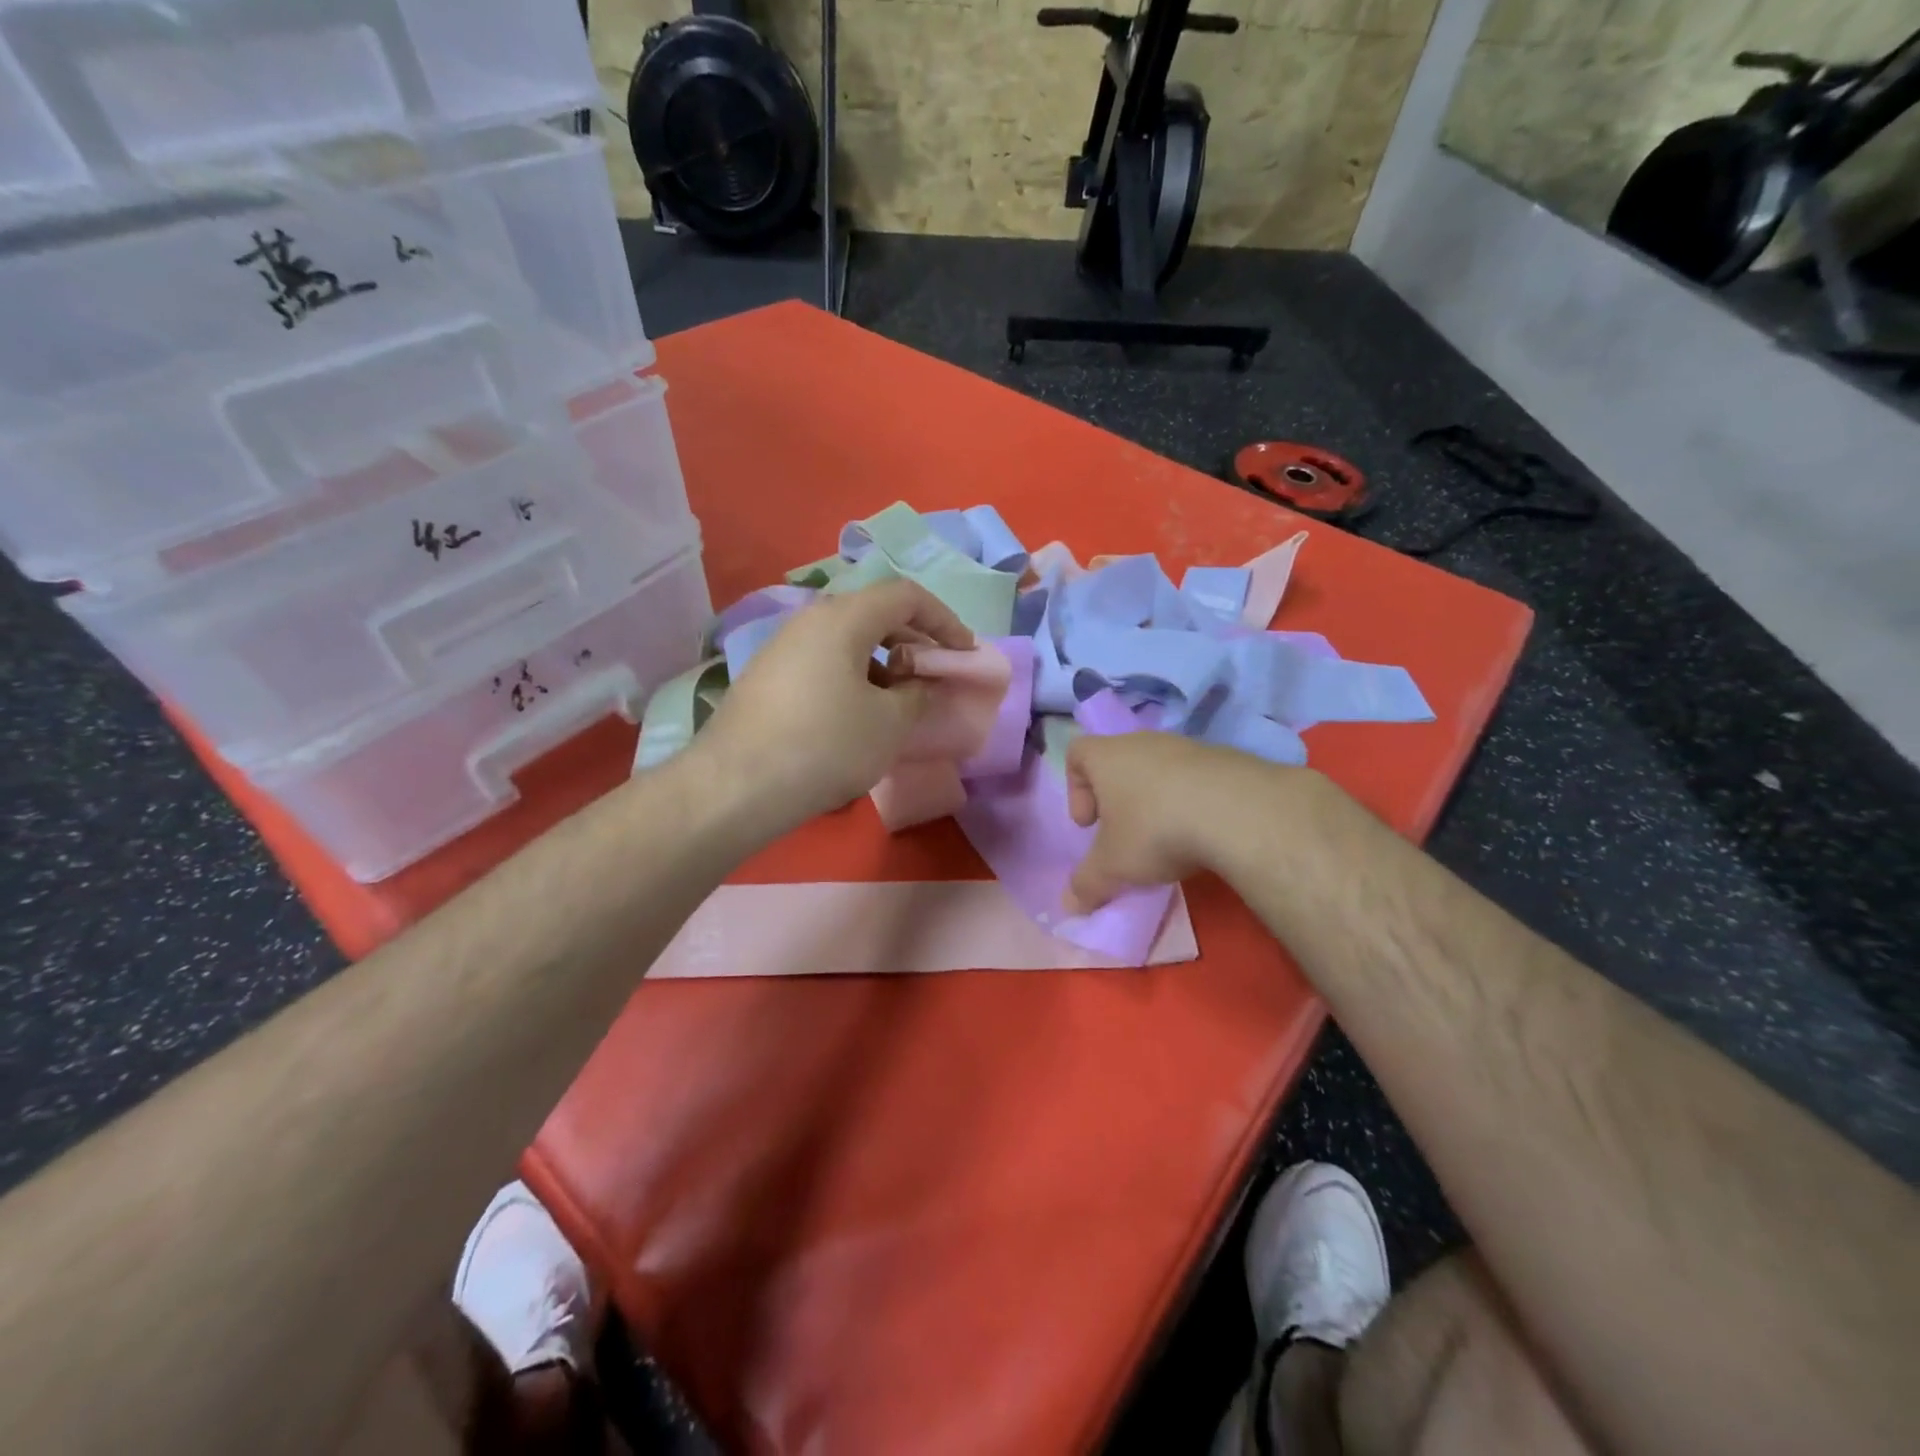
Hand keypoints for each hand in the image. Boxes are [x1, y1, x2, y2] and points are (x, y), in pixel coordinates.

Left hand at [694, 579, 973, 838]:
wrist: (737, 786)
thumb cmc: (827, 745)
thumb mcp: (890, 722)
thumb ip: (918, 693)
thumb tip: (922, 682)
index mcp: (844, 618)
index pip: (906, 596)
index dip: (944, 620)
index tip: (963, 652)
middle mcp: (810, 620)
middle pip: (874, 613)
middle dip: (913, 641)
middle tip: (934, 674)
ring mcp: (782, 647)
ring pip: (846, 640)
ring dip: (883, 662)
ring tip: (899, 700)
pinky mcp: (766, 677)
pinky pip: (823, 662)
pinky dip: (853, 677)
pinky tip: (858, 715)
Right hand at [1063, 732, 1281, 911]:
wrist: (1239, 812)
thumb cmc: (1155, 830)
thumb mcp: (1113, 867)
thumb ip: (1086, 885)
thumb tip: (1069, 907)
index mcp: (1107, 757)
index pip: (1077, 753)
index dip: (1075, 789)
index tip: (1090, 825)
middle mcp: (1143, 742)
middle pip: (1119, 761)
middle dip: (1117, 799)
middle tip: (1125, 835)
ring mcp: (1187, 746)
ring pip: (1159, 769)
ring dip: (1156, 799)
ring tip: (1168, 837)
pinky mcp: (1225, 759)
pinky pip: (1196, 777)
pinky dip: (1192, 800)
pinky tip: (1203, 832)